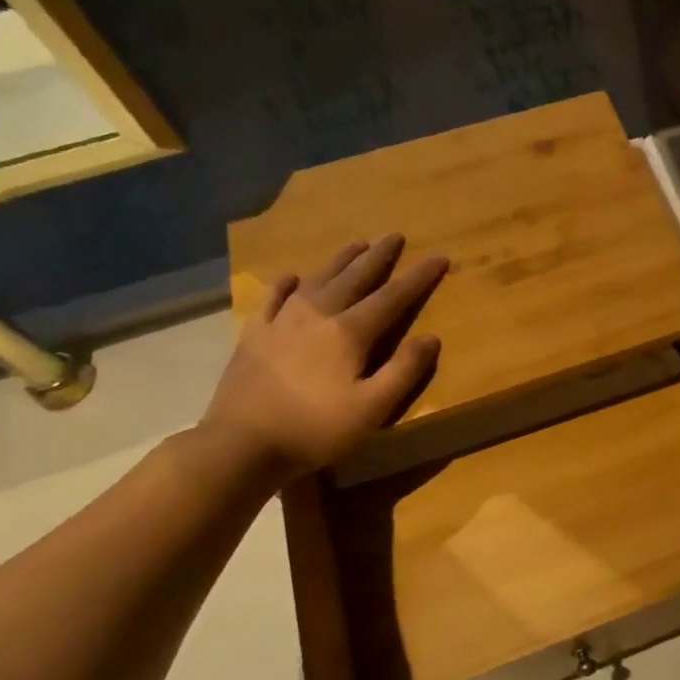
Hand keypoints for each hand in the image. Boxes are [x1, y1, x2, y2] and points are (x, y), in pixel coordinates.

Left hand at [201, 235, 447, 478]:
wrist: (241, 444)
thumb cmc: (316, 429)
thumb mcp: (373, 408)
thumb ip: (404, 370)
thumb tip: (431, 337)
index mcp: (349, 333)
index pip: (392, 297)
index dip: (418, 277)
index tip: (438, 258)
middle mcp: (317, 316)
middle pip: (354, 278)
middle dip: (378, 257)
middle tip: (394, 236)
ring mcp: (281, 322)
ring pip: (317, 280)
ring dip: (339, 261)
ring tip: (356, 244)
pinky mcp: (254, 335)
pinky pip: (273, 299)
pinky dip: (286, 284)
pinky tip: (292, 277)